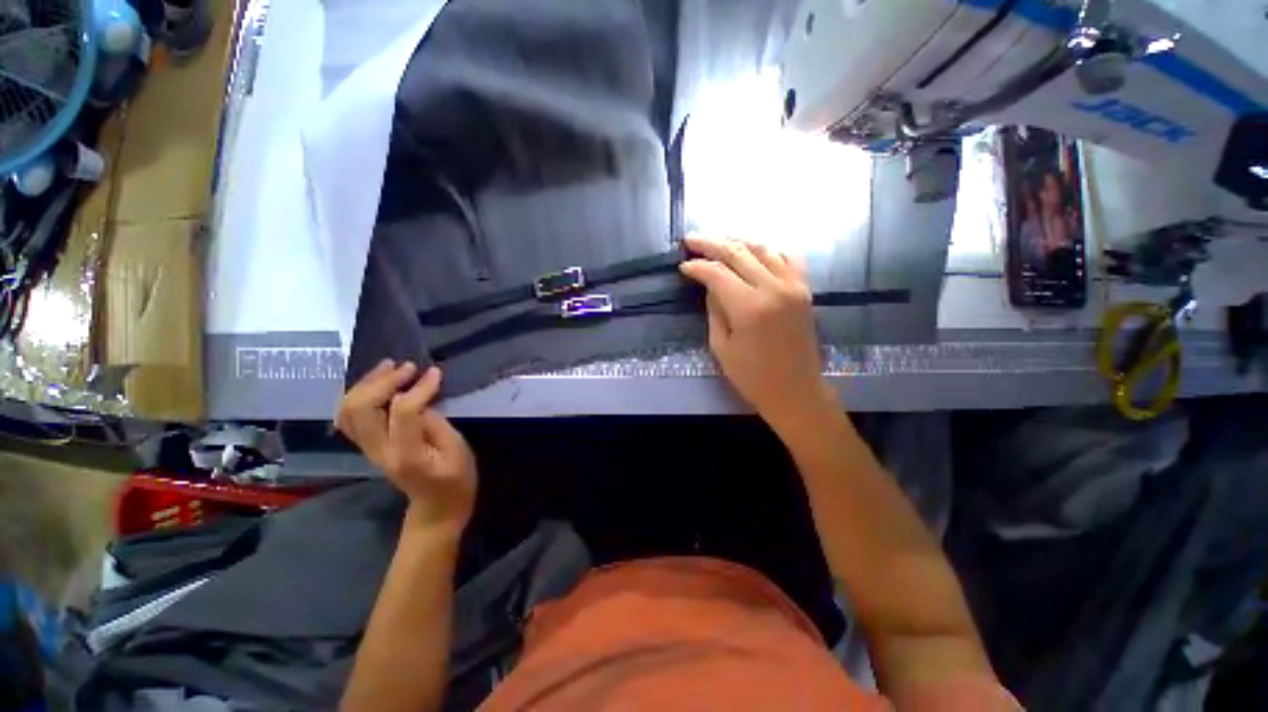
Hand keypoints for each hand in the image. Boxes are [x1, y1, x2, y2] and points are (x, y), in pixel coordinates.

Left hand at [336, 361, 477, 531]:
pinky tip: (378, 382)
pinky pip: (350, 416)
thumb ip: (436, 423)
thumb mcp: (458, 450)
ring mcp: (368, 448)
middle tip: (408, 366)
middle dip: (382, 381)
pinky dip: (359, 394)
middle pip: (361, 408)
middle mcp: (378, 450)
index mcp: (406, 454)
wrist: (436, 507)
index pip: (402, 412)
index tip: (435, 372)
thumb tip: (420, 398)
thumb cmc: (455, 479)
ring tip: (390, 366)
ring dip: (366, 384)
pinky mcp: (368, 445)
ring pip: (348, 410)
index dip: (418, 388)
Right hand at [680, 234, 833, 428]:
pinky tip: (753, 251)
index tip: (683, 266)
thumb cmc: (753, 377)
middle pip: (738, 252)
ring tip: (718, 240)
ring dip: (737, 241)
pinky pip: (786, 258)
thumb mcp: (721, 346)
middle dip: (711, 243)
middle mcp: (773, 288)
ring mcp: (793, 285)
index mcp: (749, 307)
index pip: (718, 273)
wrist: (796, 391)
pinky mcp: (804, 289)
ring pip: (762, 249)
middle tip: (692, 239)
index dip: (698, 267)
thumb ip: (715, 309)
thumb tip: (710, 284)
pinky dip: (767, 250)